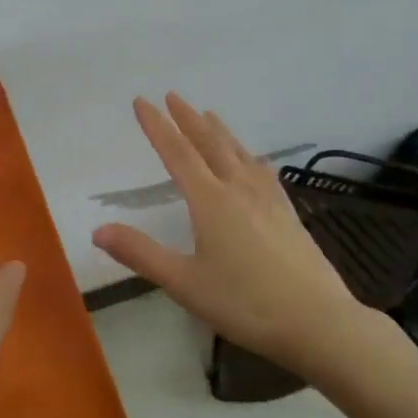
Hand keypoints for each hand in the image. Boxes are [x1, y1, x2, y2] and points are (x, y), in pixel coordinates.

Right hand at [92, 93, 370, 380]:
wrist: (319, 321)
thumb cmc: (245, 303)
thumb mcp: (184, 283)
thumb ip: (141, 254)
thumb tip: (98, 229)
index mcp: (210, 201)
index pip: (177, 153)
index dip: (157, 126)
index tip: (142, 101)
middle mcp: (239, 189)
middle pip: (210, 143)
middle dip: (188, 118)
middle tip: (173, 96)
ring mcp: (269, 200)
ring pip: (239, 153)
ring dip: (219, 131)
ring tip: (209, 115)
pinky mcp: (289, 214)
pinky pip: (264, 172)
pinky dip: (250, 156)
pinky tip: (255, 161)